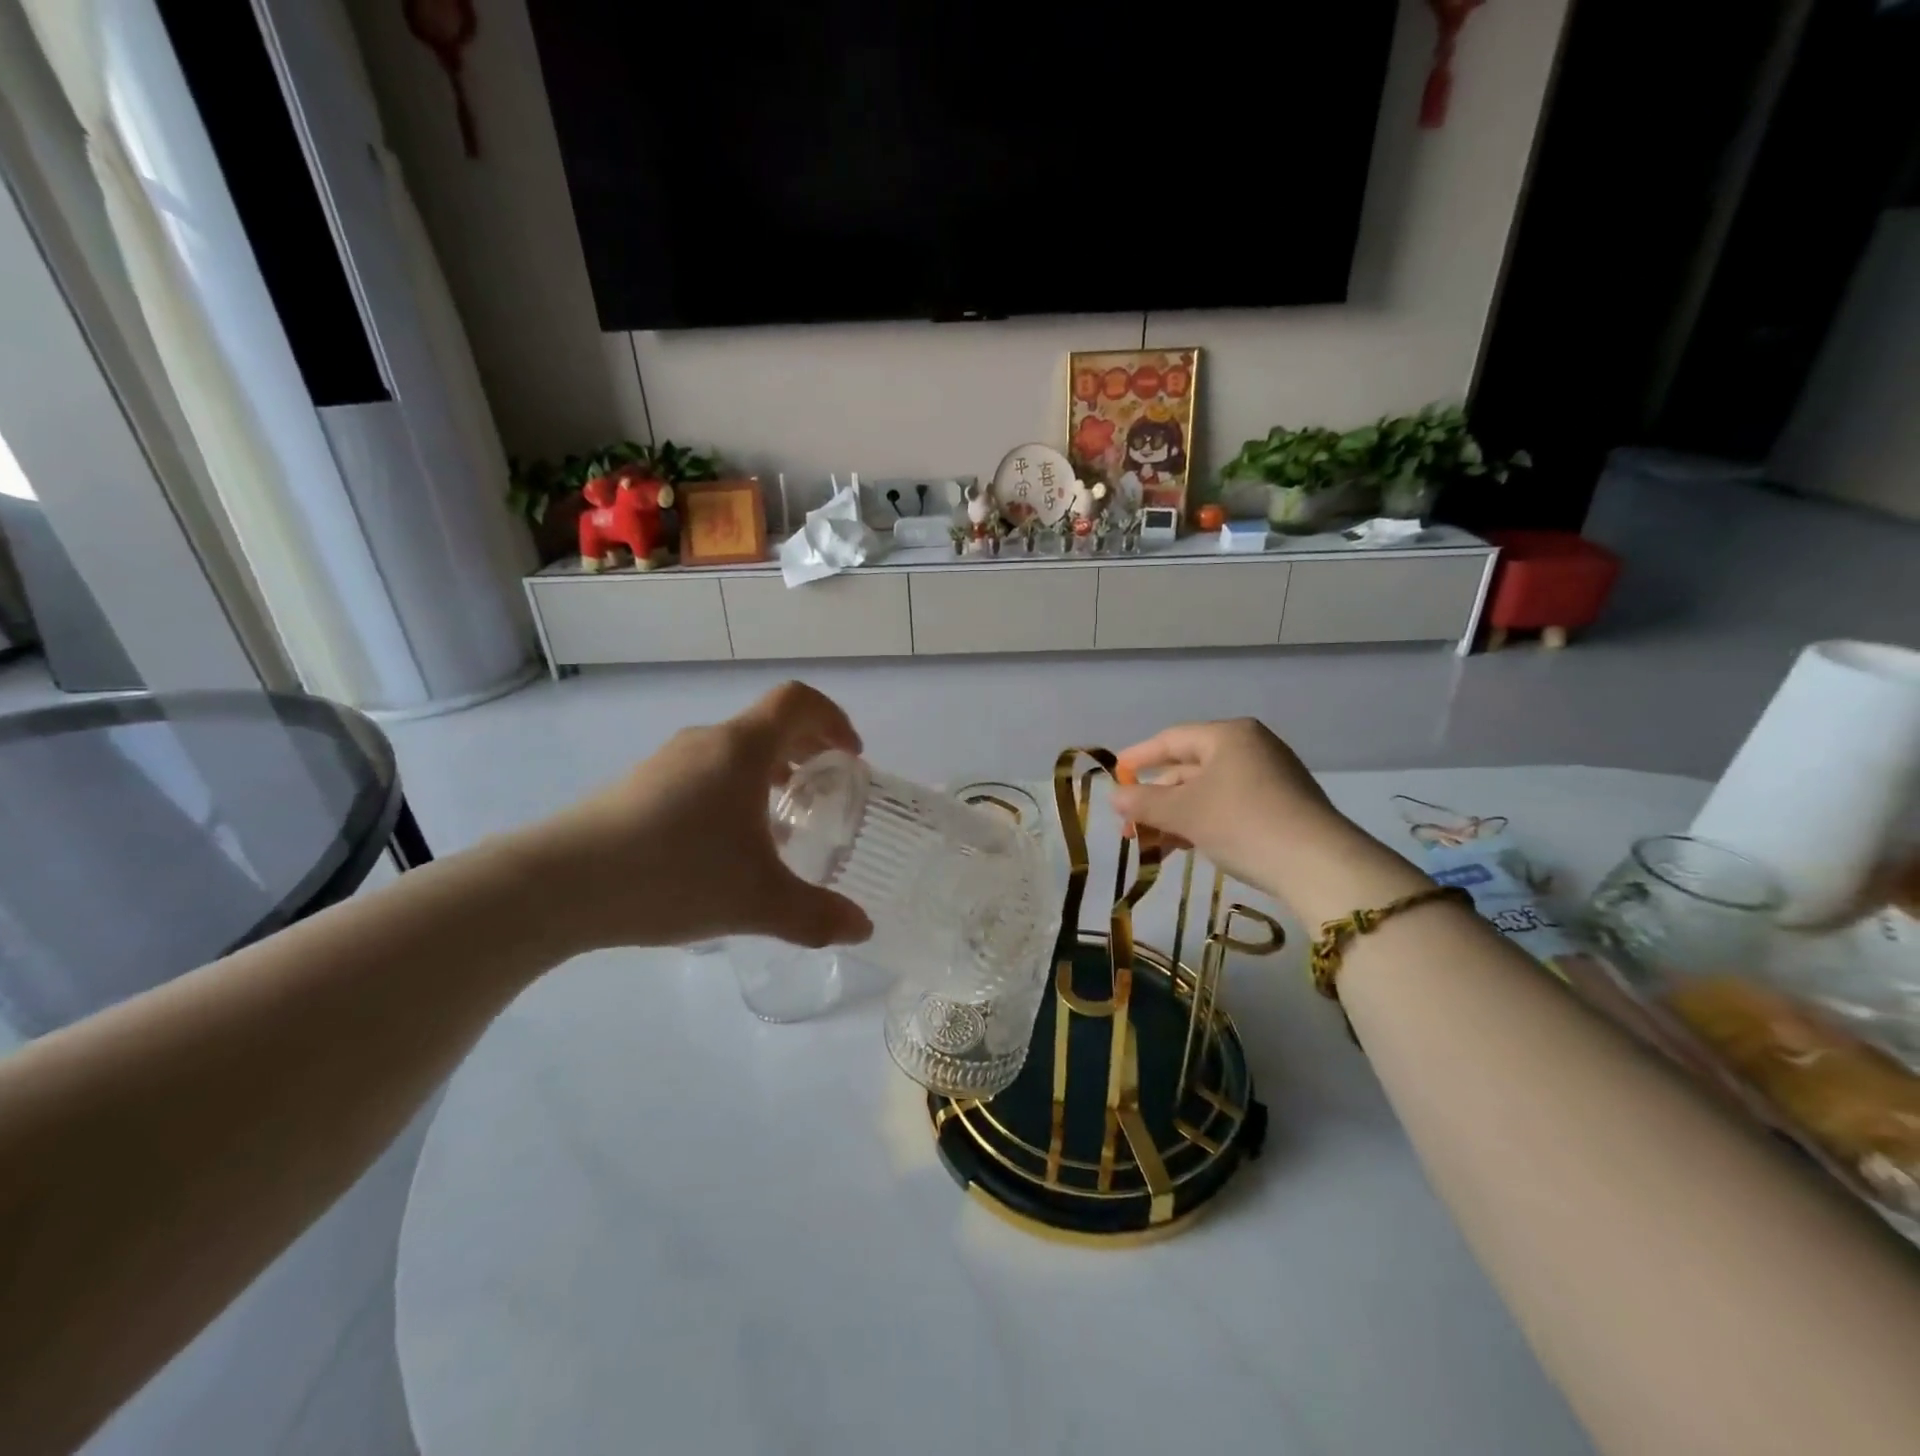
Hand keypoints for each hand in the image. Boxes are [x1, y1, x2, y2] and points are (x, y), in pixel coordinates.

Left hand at [524, 682, 874, 952]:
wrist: (556, 884)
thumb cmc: (672, 874)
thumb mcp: (756, 902)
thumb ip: (816, 915)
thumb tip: (862, 928)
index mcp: (741, 749)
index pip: (798, 701)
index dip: (833, 719)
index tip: (850, 756)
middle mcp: (705, 742)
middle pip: (768, 725)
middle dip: (807, 751)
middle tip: (825, 791)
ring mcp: (666, 762)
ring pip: (733, 752)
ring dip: (768, 774)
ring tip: (779, 824)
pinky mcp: (638, 787)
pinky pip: (703, 773)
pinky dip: (732, 791)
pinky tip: (725, 847)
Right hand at [1111, 719, 1429, 921]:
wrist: (1318, 865)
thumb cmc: (1242, 823)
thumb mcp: (1184, 813)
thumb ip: (1144, 802)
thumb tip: (1113, 797)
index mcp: (1229, 735)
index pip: (1171, 739)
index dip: (1138, 758)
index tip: (1114, 776)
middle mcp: (1250, 748)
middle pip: (1188, 768)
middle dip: (1155, 798)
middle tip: (1128, 825)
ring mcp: (1269, 778)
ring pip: (1206, 792)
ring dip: (1174, 817)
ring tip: (1149, 845)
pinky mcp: (1280, 807)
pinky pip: (1227, 807)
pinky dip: (1201, 823)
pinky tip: (1182, 848)